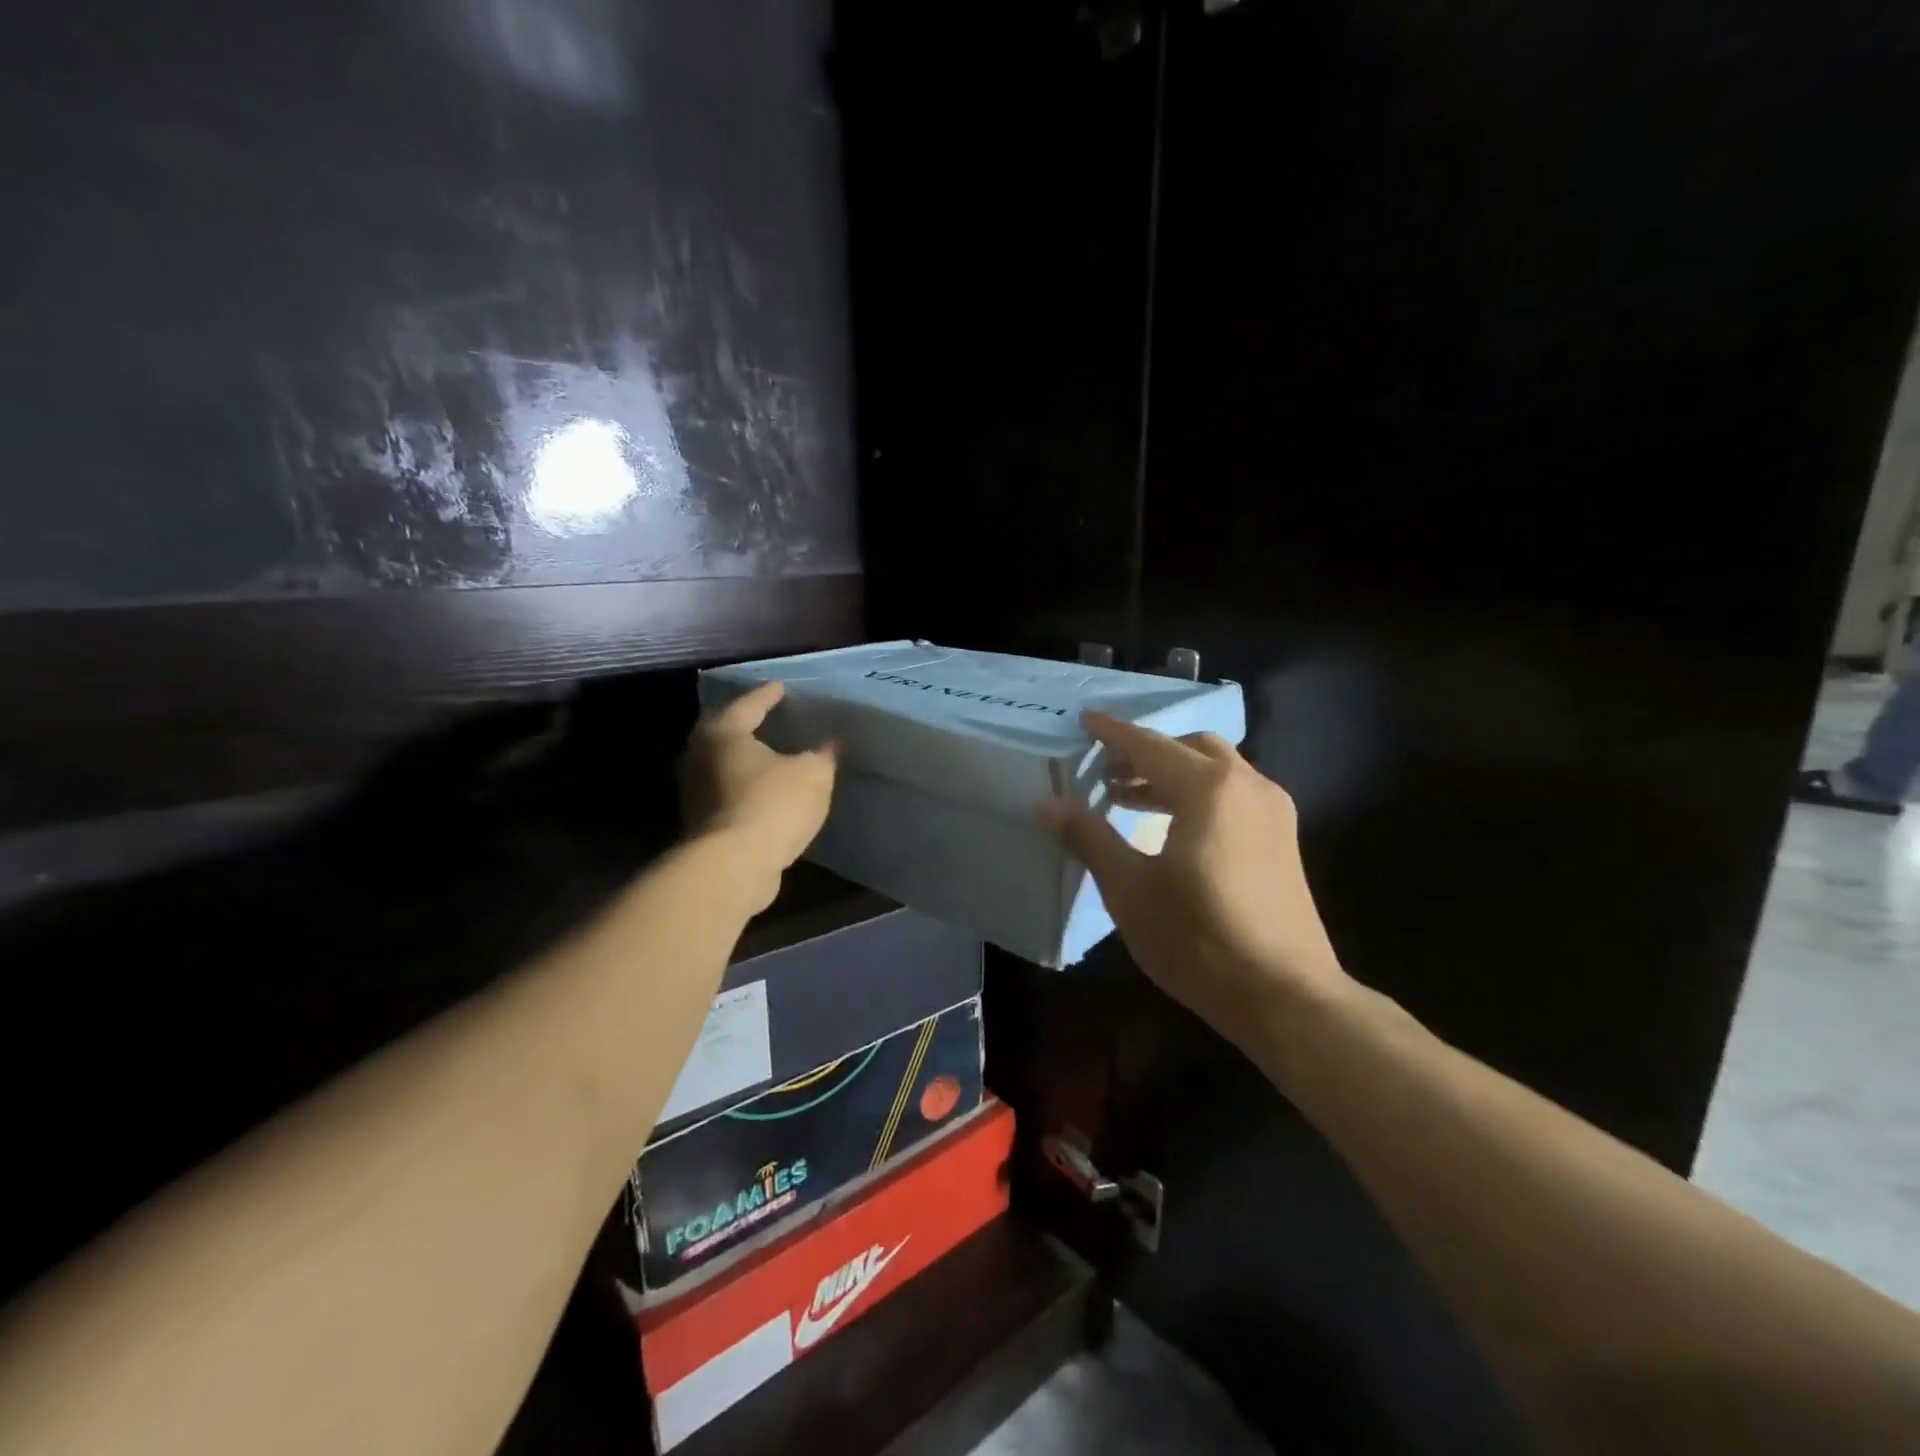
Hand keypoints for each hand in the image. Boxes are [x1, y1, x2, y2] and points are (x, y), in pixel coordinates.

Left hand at [678, 681, 835, 902]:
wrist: (733, 866)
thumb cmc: (772, 805)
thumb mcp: (813, 773)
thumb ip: (824, 754)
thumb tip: (834, 743)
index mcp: (724, 732)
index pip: (749, 704)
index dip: (769, 695)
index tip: (782, 688)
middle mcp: (700, 755)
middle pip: (727, 731)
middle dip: (749, 725)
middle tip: (771, 718)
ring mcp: (695, 790)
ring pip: (724, 763)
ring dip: (747, 759)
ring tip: (772, 754)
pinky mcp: (701, 821)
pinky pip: (727, 791)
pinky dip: (745, 785)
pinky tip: (766, 790)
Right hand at [1040, 712, 1354, 1042]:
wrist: (1285, 995)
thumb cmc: (1198, 939)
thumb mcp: (1130, 889)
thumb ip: (1089, 838)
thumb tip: (1047, 803)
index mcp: (1207, 789)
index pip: (1148, 746)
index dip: (1113, 733)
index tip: (1085, 720)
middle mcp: (1246, 785)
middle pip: (1188, 748)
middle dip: (1144, 752)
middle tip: (1104, 770)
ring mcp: (1272, 810)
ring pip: (1215, 769)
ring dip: (1170, 773)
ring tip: (1126, 797)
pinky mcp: (1283, 838)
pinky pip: (1233, 793)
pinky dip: (1197, 792)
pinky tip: (1172, 825)